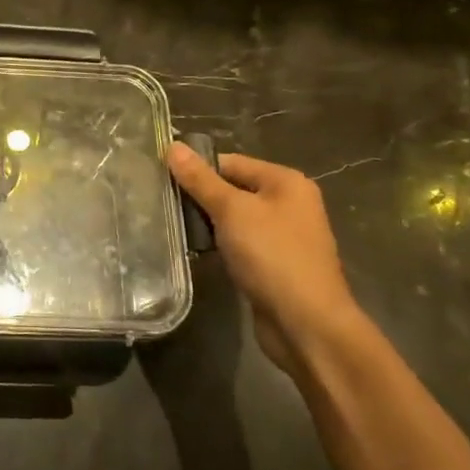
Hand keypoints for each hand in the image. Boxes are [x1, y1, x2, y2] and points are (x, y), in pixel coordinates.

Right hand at [166, 144, 364, 374]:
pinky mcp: (274, 265)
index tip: (162, 178)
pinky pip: (240, 244)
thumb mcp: (232, 210)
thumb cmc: (272, 256)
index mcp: (286, 182)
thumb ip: (201, 179)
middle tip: (162, 203)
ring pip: (234, 219)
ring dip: (208, 224)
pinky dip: (220, 246)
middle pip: (233, 189)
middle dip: (201, 197)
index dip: (197, 169)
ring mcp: (283, 236)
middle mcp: (289, 204)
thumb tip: (173, 146)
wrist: (306, 324)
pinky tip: (197, 251)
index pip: (231, 162)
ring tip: (173, 226)